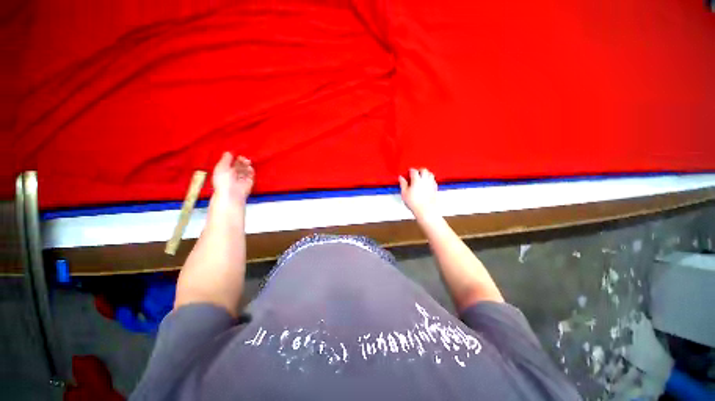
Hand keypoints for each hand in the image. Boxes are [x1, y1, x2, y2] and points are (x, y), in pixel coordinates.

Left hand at [212, 152, 253, 203]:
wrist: (232, 193)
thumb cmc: (223, 180)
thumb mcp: (221, 167)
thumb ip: (225, 159)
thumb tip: (228, 152)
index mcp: (225, 171)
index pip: (231, 163)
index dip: (234, 159)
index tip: (237, 155)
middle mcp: (234, 175)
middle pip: (239, 166)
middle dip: (242, 161)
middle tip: (244, 159)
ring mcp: (242, 178)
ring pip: (246, 169)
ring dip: (247, 165)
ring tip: (247, 163)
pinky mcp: (249, 182)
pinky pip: (251, 175)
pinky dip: (251, 171)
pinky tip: (250, 168)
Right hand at [399, 168, 438, 220]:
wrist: (426, 210)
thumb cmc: (415, 203)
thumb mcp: (404, 193)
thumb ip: (403, 184)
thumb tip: (401, 178)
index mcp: (417, 180)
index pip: (414, 171)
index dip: (411, 170)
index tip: (409, 172)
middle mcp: (425, 180)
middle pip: (424, 170)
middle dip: (419, 170)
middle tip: (415, 173)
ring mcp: (431, 184)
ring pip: (430, 174)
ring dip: (426, 173)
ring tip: (421, 176)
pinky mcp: (435, 188)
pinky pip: (433, 180)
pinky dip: (430, 179)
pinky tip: (427, 183)